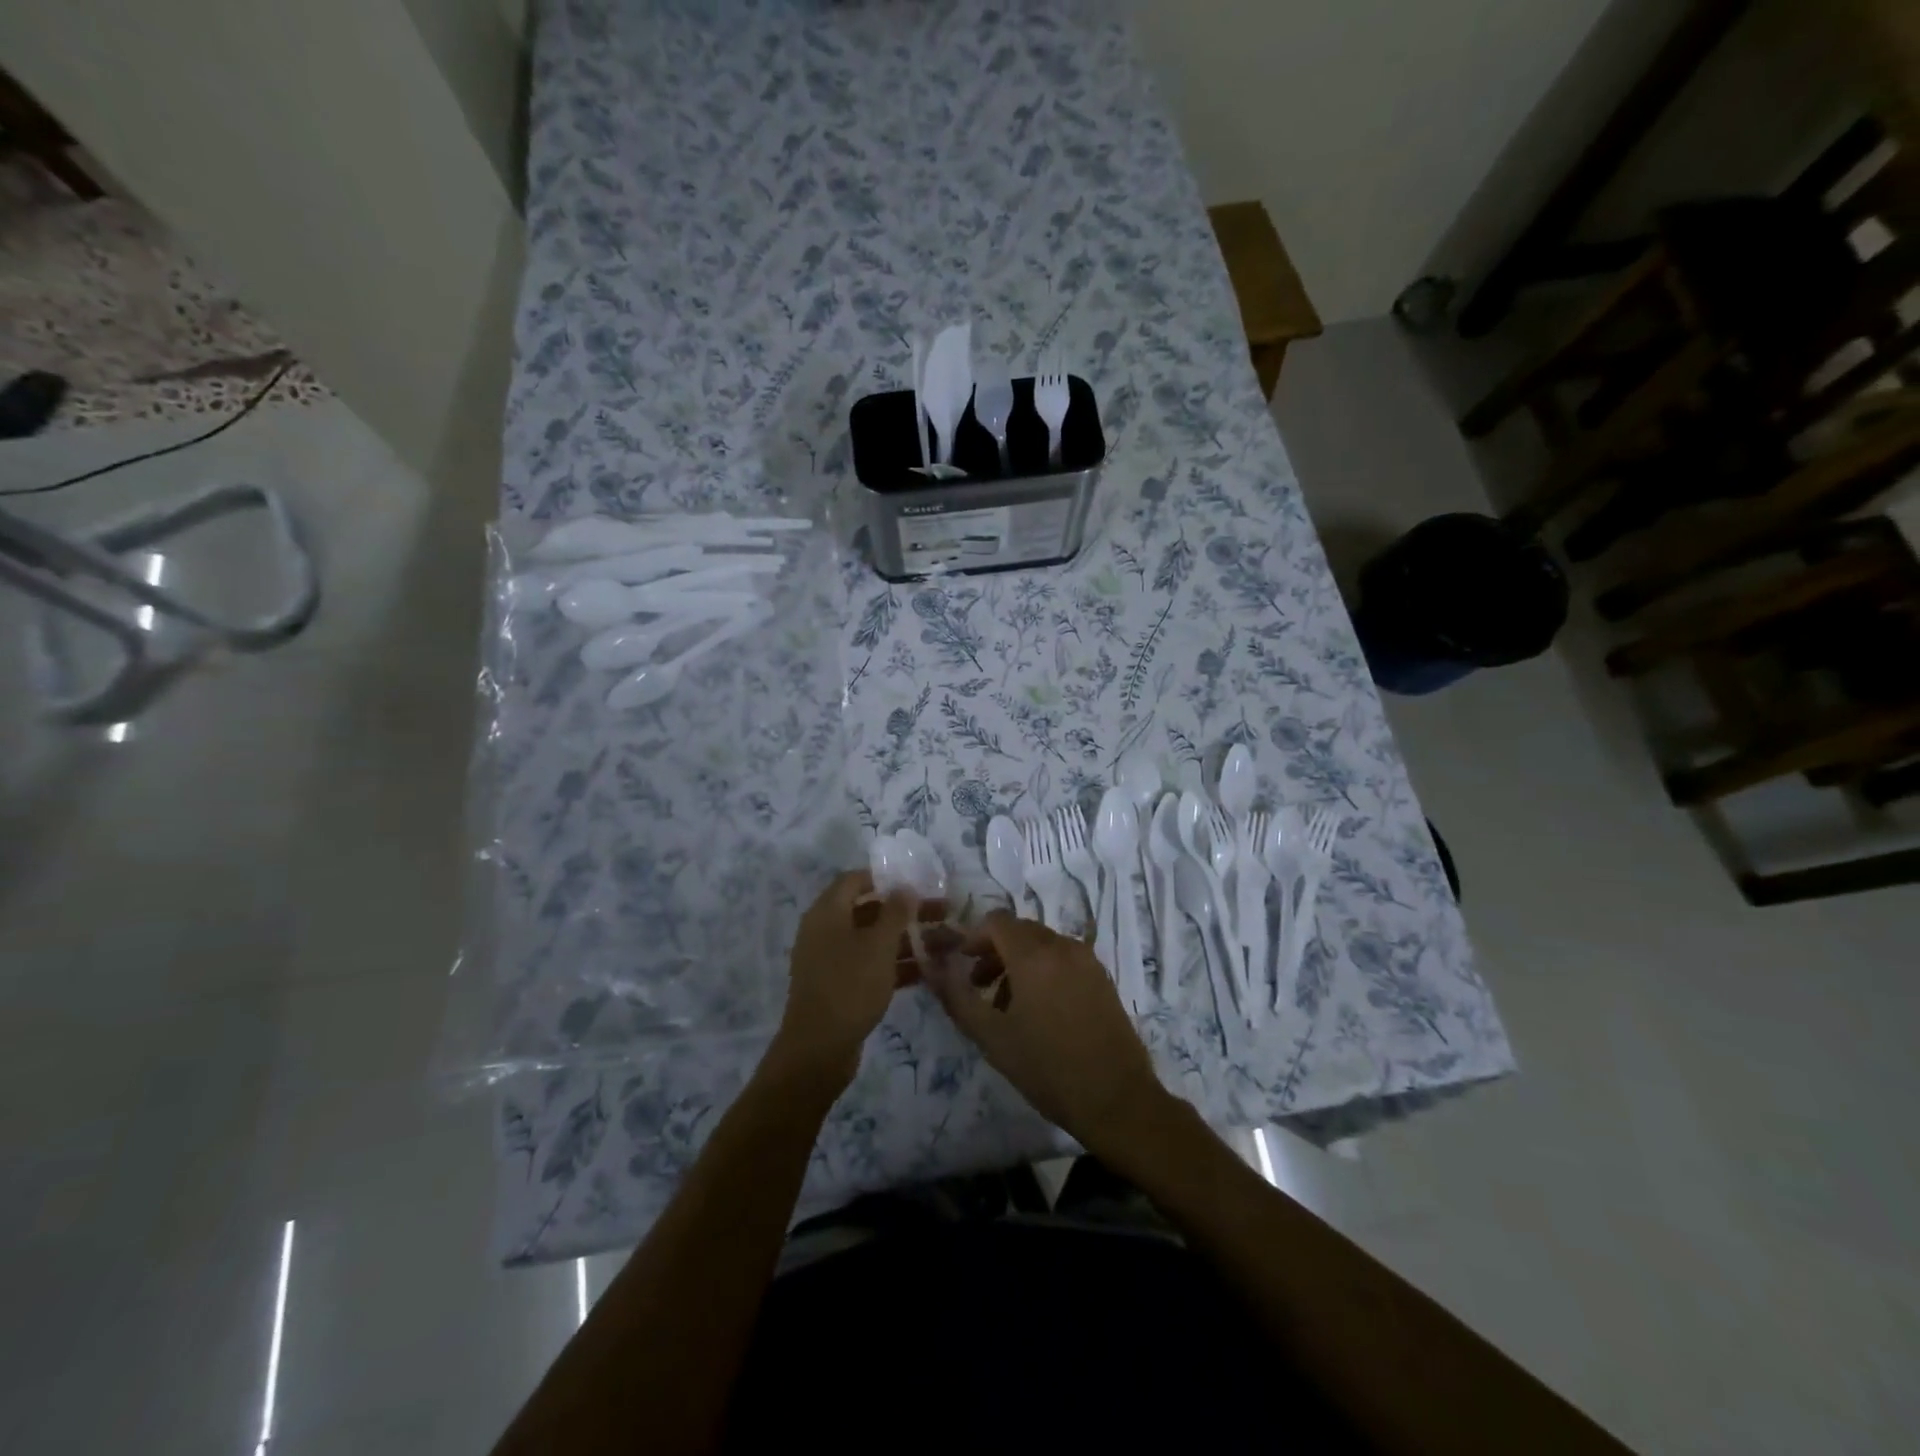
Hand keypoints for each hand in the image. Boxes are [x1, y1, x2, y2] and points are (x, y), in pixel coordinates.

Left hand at [772, 870, 928, 1087]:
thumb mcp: (878, 945)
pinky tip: (929, 971)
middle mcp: (826, 931)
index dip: (886, 878)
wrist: (818, 1050)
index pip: (855, 880)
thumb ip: (895, 913)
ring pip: (875, 940)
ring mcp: (833, 961)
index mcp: (827, 913)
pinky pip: (872, 966)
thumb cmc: (849, 986)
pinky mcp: (841, 987)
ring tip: (948, 944)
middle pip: (870, 910)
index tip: (919, 882)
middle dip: (908, 911)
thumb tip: (904, 887)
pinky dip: (897, 965)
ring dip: (909, 940)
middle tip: (944, 913)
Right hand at [924, 911, 1168, 1153]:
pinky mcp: (1102, 978)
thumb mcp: (992, 1037)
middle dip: (994, 950)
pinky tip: (1039, 1010)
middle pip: (1020, 930)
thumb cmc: (1048, 1068)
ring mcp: (1087, 960)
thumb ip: (957, 997)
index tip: (960, 964)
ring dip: (1017, 962)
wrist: (1117, 1099)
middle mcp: (1062, 946)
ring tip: (1005, 1004)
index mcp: (1034, 955)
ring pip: (1042, 944)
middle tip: (978, 985)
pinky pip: (1063, 959)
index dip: (973, 937)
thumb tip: (932, 969)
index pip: (997, 921)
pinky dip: (1043, 970)